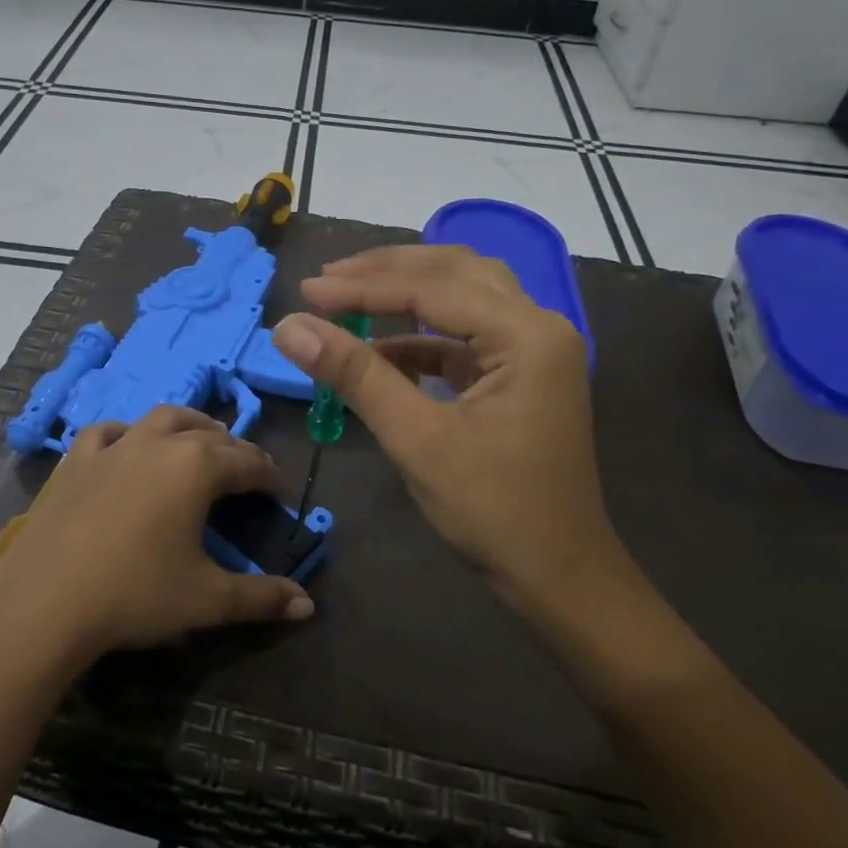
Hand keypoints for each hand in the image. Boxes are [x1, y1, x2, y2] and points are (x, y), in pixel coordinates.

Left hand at [0, 407, 314, 672]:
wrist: (45, 602)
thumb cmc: (135, 594)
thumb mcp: (207, 599)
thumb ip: (261, 597)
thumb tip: (307, 606)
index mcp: (197, 467)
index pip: (249, 462)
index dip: (271, 476)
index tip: (282, 493)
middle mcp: (159, 443)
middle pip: (210, 435)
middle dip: (236, 450)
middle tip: (248, 472)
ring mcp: (114, 446)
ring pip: (163, 419)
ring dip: (190, 426)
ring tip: (202, 440)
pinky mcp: (76, 459)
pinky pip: (110, 432)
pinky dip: (130, 433)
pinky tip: (129, 445)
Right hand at [272, 245, 632, 619]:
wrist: (558, 575)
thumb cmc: (494, 510)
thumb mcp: (417, 439)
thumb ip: (355, 375)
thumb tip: (289, 327)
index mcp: (528, 335)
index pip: (432, 289)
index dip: (363, 288)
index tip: (305, 291)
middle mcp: (539, 326)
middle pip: (455, 272)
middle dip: (387, 272)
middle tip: (327, 280)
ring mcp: (533, 350)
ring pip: (462, 296)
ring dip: (405, 293)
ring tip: (346, 296)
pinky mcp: (518, 374)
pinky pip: (463, 336)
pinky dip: (419, 336)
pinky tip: (377, 349)